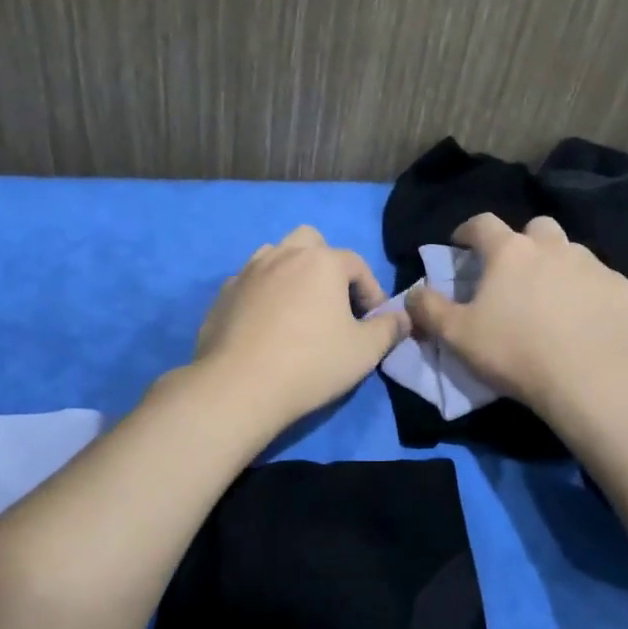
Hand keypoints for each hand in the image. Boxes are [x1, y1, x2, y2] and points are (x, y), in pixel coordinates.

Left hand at [194, 225, 408, 427]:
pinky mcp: (223, 294)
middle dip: (327, 265)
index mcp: (321, 261)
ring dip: (292, 272)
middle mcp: (283, 255)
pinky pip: (250, 282)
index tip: (373, 320)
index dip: (371, 291)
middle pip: (311, 242)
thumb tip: (404, 318)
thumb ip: (389, 329)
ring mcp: (248, 272)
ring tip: (299, 309)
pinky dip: (263, 294)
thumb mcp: (365, 351)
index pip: (357, 264)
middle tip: (333, 301)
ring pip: (276, 256)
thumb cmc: (311, 364)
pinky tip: (266, 325)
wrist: (240, 386)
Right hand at [405, 213, 627, 417]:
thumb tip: (411, 293)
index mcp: (510, 251)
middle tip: (514, 273)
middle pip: (536, 228)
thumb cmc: (515, 352)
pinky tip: (584, 322)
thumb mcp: (456, 335)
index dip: (467, 230)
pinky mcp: (623, 290)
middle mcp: (554, 247)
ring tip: (550, 301)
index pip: (482, 223)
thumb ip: (428, 309)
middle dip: (522, 243)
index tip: (460, 244)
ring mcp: (594, 266)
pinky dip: (588, 294)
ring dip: (556, 267)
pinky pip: (600, 282)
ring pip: (571, 253)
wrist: (593, 380)